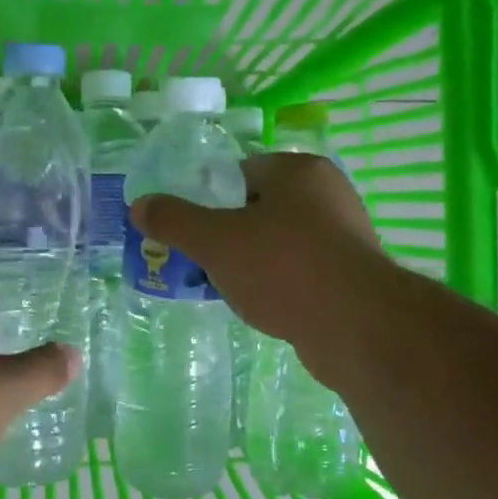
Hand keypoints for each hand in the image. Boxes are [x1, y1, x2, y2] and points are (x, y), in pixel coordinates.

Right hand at [130, 153, 386, 385]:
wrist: (358, 328)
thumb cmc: (283, 268)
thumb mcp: (215, 241)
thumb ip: (174, 220)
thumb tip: (139, 205)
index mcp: (298, 170)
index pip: (239, 173)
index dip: (209, 200)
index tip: (192, 231)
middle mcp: (328, 193)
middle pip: (259, 207)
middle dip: (228, 234)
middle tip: (203, 262)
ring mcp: (346, 234)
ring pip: (279, 241)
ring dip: (252, 261)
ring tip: (227, 288)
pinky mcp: (353, 273)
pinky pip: (302, 269)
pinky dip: (279, 283)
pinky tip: (264, 306)